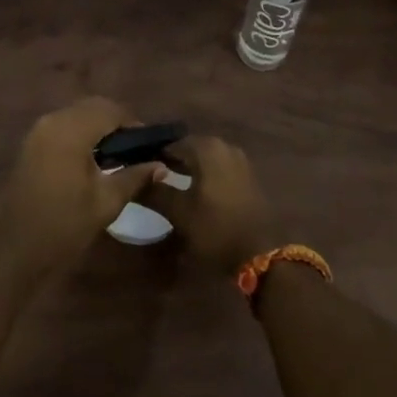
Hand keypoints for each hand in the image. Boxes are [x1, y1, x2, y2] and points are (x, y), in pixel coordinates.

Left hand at [0, 97, 166, 277]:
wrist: (17, 251)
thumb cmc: (65, 226)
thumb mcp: (107, 202)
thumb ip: (135, 176)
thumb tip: (162, 166)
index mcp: (71, 131)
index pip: (110, 111)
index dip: (133, 124)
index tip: (150, 145)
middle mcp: (53, 121)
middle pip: (93, 107)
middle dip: (117, 121)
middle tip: (135, 148)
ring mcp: (38, 131)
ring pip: (77, 113)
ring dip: (99, 125)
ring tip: (117, 154)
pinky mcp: (31, 143)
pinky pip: (63, 125)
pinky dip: (82, 132)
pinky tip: (92, 158)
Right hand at [145, 135, 278, 273]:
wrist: (261, 253)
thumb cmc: (216, 229)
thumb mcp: (180, 213)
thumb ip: (155, 191)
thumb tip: (136, 176)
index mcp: (207, 148)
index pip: (171, 143)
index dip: (154, 155)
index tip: (137, 167)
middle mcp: (225, 146)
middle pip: (190, 148)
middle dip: (171, 160)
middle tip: (151, 176)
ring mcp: (239, 161)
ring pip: (205, 158)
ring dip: (188, 168)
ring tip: (169, 184)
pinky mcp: (247, 177)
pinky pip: (218, 168)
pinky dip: (204, 175)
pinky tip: (193, 191)